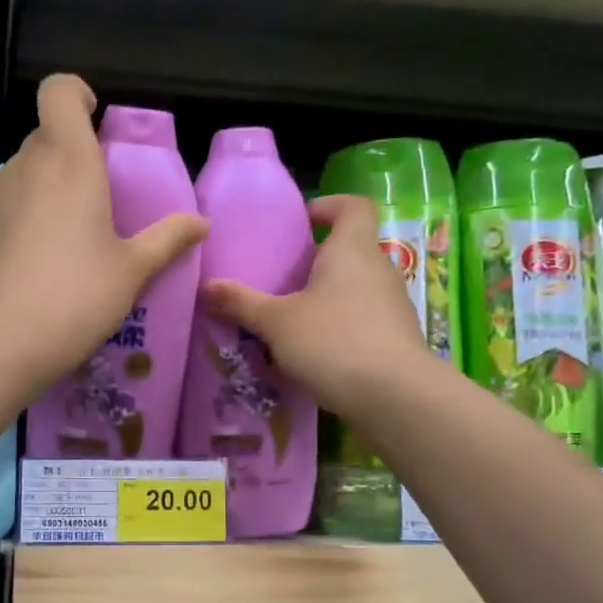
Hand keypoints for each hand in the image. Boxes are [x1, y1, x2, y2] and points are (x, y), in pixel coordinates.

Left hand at [0, 74, 206, 402]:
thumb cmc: (74, 299)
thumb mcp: (130, 273)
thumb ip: (166, 240)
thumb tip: (200, 223)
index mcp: (68, 161)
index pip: (60, 91)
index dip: (76, 95)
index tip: (92, 122)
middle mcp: (20, 166)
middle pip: (43, 142)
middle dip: (67, 164)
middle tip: (89, 213)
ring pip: (16, 181)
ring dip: (36, 200)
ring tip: (52, 254)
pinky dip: (6, 228)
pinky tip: (17, 274)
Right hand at [202, 194, 427, 416]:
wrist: (395, 396)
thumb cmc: (333, 342)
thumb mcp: (276, 323)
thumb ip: (240, 303)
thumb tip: (205, 287)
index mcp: (351, 250)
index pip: (353, 206)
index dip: (329, 206)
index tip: (303, 221)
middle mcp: (378, 269)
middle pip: (351, 250)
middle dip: (318, 261)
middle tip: (283, 279)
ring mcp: (393, 305)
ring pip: (356, 288)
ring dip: (327, 298)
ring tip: (293, 321)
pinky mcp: (396, 338)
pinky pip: (363, 320)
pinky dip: (340, 327)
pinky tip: (315, 354)